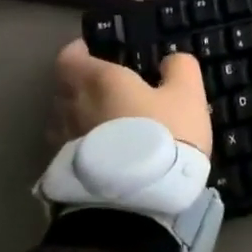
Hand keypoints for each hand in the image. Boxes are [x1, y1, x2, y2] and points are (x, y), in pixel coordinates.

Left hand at [53, 40, 212, 154]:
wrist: (138, 200)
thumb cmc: (164, 134)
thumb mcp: (188, 95)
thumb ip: (180, 68)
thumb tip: (170, 60)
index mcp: (98, 79)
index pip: (71, 55)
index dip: (81, 50)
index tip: (97, 51)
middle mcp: (71, 105)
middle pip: (65, 86)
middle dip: (83, 82)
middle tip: (110, 86)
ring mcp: (63, 139)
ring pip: (65, 117)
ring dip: (81, 114)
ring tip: (108, 120)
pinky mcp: (64, 170)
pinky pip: (70, 145)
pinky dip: (84, 141)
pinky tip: (106, 150)